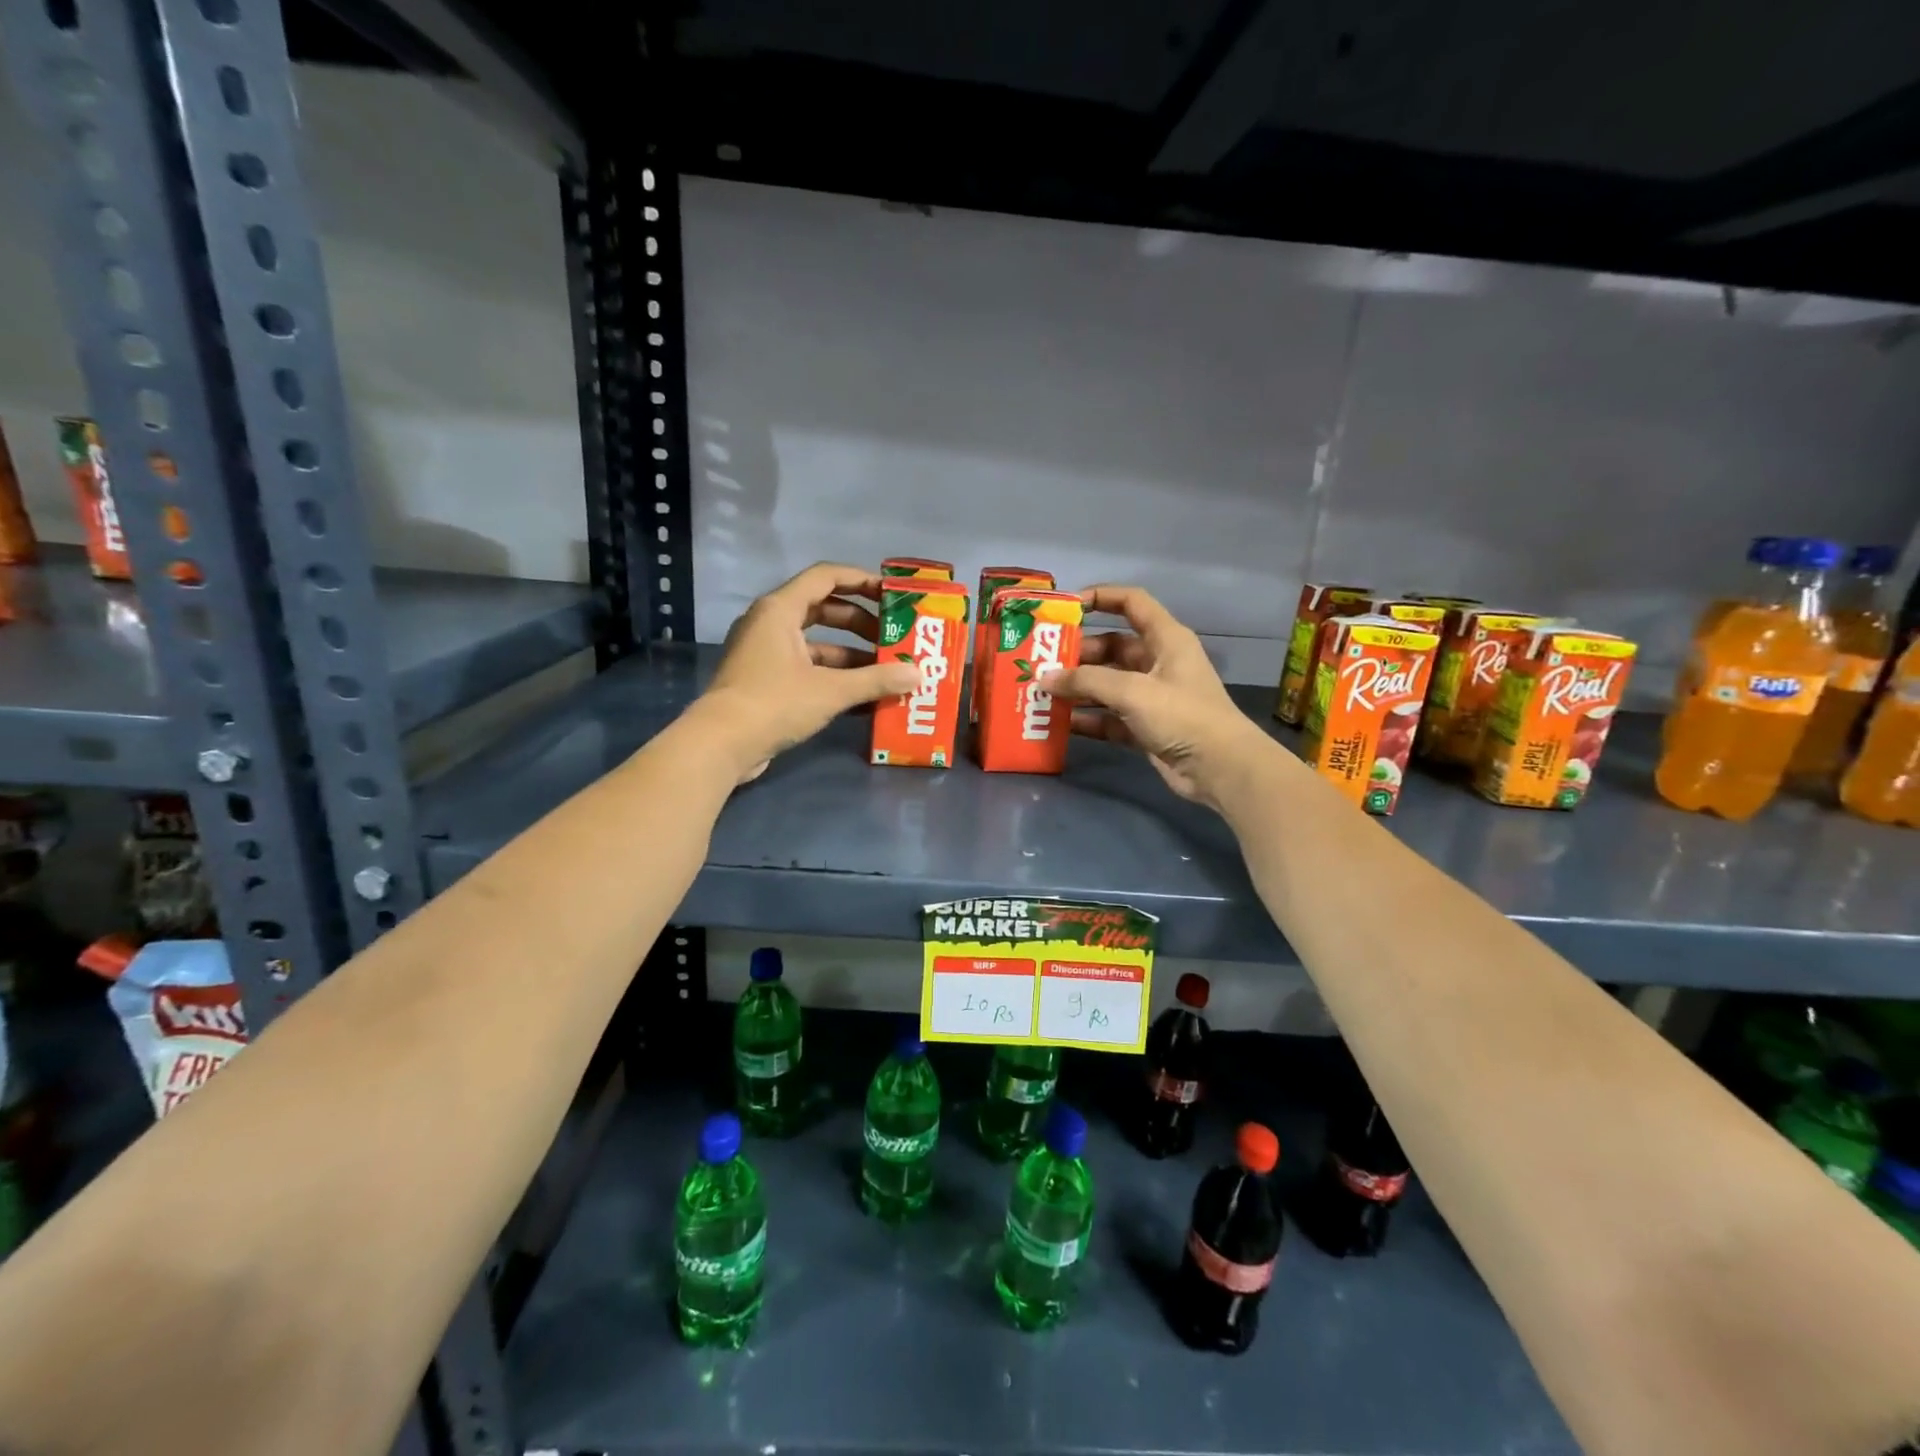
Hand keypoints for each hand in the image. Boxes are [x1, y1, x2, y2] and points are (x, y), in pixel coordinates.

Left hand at [695, 563, 919, 782]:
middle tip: (894, 637)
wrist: (721, 745)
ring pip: (817, 643)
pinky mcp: (765, 680)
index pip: (826, 577)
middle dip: (861, 623)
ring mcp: (765, 653)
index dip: (862, 580)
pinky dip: (834, 676)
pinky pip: (807, 667)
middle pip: (824, 609)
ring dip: (851, 655)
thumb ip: (876, 680)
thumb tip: (917, 674)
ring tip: (887, 671)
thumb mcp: (831, 690)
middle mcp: (770, 623)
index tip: (892, 595)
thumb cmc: (775, 703)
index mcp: (780, 609)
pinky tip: (863, 696)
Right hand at [1052, 585, 1277, 810]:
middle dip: (1078, 654)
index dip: (1101, 597)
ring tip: (1043, 692)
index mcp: (1166, 639)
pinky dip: (1088, 719)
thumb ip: (1087, 681)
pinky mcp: (1145, 727)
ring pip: (1107, 684)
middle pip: (1112, 647)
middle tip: (1043, 662)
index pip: (1132, 603)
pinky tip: (1060, 723)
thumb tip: (1045, 678)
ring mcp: (1151, 697)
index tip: (1065, 606)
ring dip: (1078, 688)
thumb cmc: (1182, 716)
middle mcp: (1158, 662)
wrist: (1219, 769)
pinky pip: (1109, 716)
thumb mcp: (1133, 691)